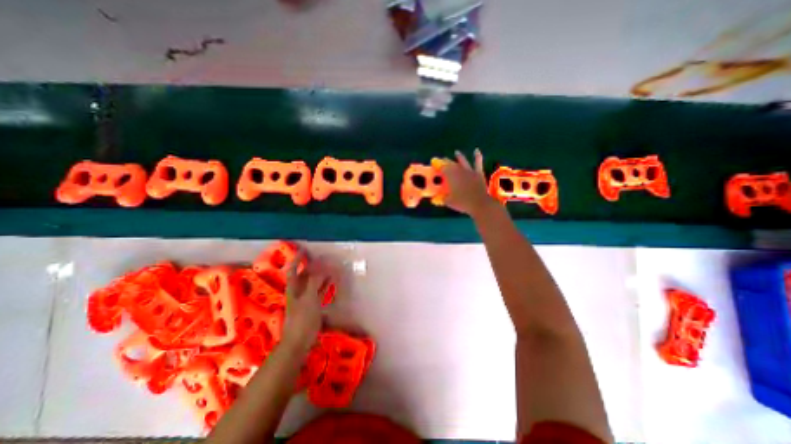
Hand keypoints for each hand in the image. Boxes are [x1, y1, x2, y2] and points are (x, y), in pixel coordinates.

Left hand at [281, 252, 324, 353]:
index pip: (293, 270)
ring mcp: (305, 299)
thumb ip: (315, 283)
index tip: (304, 250)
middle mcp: (298, 292)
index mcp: (293, 289)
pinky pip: (319, 292)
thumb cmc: (302, 320)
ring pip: (312, 283)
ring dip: (320, 275)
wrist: (298, 342)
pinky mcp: (312, 307)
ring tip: (330, 268)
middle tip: (323, 258)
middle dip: (312, 266)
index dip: (297, 260)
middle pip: (304, 275)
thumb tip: (321, 269)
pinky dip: (324, 286)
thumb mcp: (309, 299)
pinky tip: (331, 283)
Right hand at [438, 149, 491, 216]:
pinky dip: (477, 156)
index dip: (438, 166)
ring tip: (456, 152)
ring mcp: (469, 171)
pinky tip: (476, 151)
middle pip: (451, 164)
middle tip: (442, 160)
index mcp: (451, 177)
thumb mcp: (449, 202)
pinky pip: (477, 163)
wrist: (480, 203)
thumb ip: (442, 198)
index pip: (442, 169)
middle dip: (446, 162)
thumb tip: (436, 198)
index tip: (435, 165)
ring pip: (463, 162)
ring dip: (459, 157)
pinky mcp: (478, 173)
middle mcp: (459, 171)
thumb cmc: (462, 203)